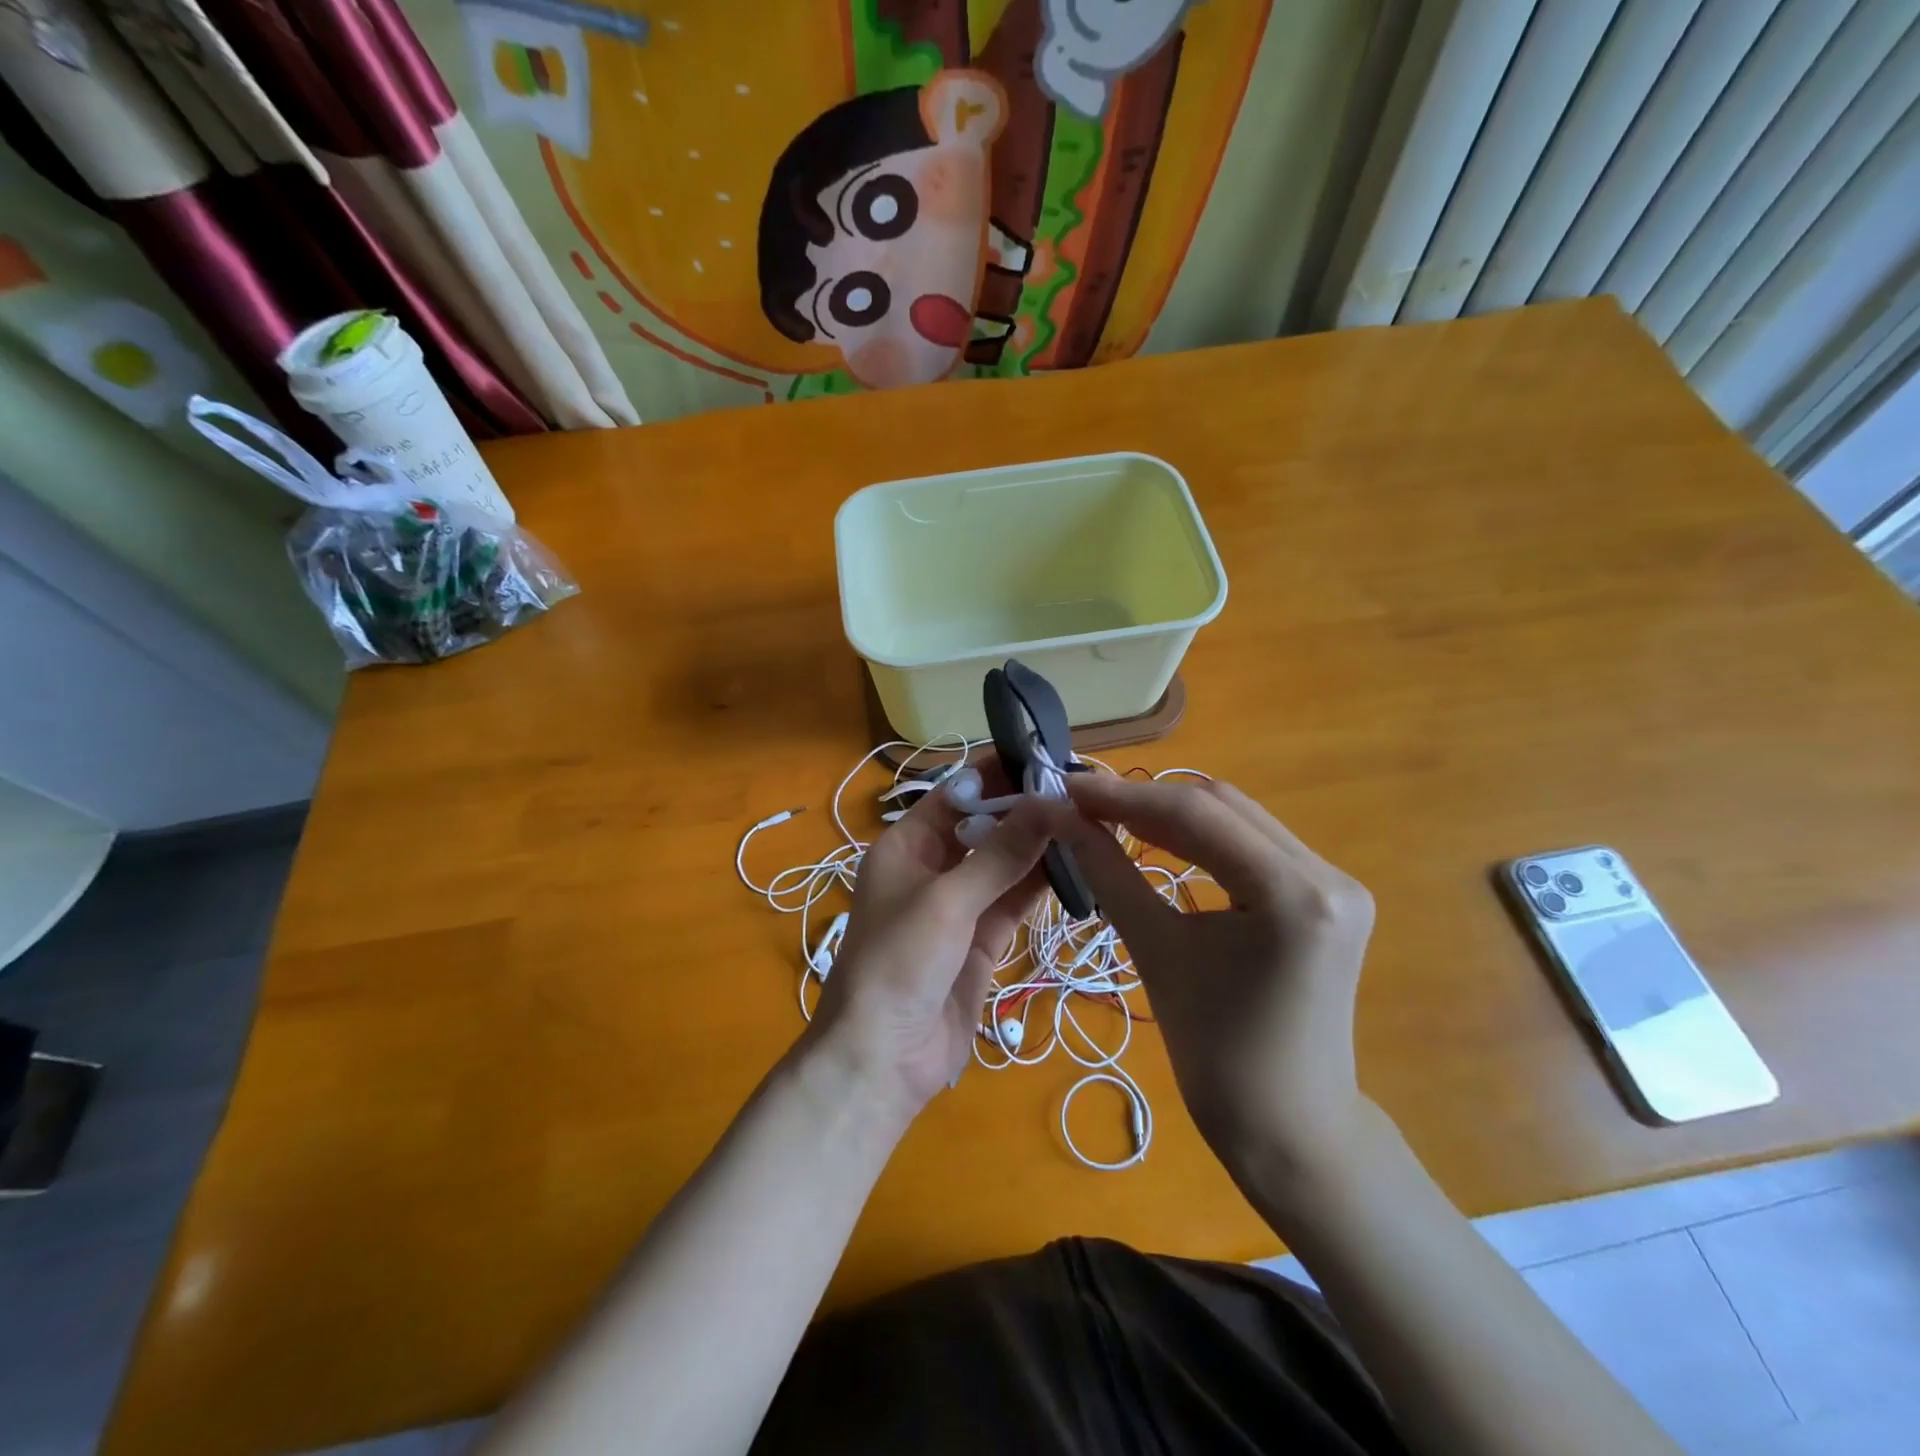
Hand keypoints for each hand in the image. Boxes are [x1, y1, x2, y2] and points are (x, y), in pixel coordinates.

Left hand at [807, 765, 1051, 1122]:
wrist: (882, 1059)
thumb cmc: (898, 963)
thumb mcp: (947, 901)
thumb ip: (999, 854)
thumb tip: (1048, 802)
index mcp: (906, 847)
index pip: (955, 796)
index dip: (996, 776)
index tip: (1044, 757)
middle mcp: (931, 869)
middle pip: (984, 828)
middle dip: (1026, 811)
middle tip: (1080, 791)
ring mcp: (959, 907)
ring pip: (1004, 865)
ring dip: (1039, 847)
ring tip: (1087, 822)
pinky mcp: (981, 941)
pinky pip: (1014, 903)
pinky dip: (1041, 886)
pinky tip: (1076, 866)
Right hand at [1035, 776, 1375, 1173]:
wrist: (1290, 1129)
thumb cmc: (1217, 1057)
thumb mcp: (1157, 952)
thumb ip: (1109, 873)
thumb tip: (1061, 818)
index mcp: (1294, 894)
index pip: (1197, 816)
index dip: (1123, 796)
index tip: (1066, 787)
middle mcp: (1326, 874)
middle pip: (1222, 807)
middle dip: (1146, 801)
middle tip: (1082, 805)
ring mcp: (1334, 883)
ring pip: (1237, 820)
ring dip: (1172, 816)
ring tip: (1109, 818)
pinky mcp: (1326, 895)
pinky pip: (1252, 845)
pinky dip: (1200, 839)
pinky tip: (1159, 842)